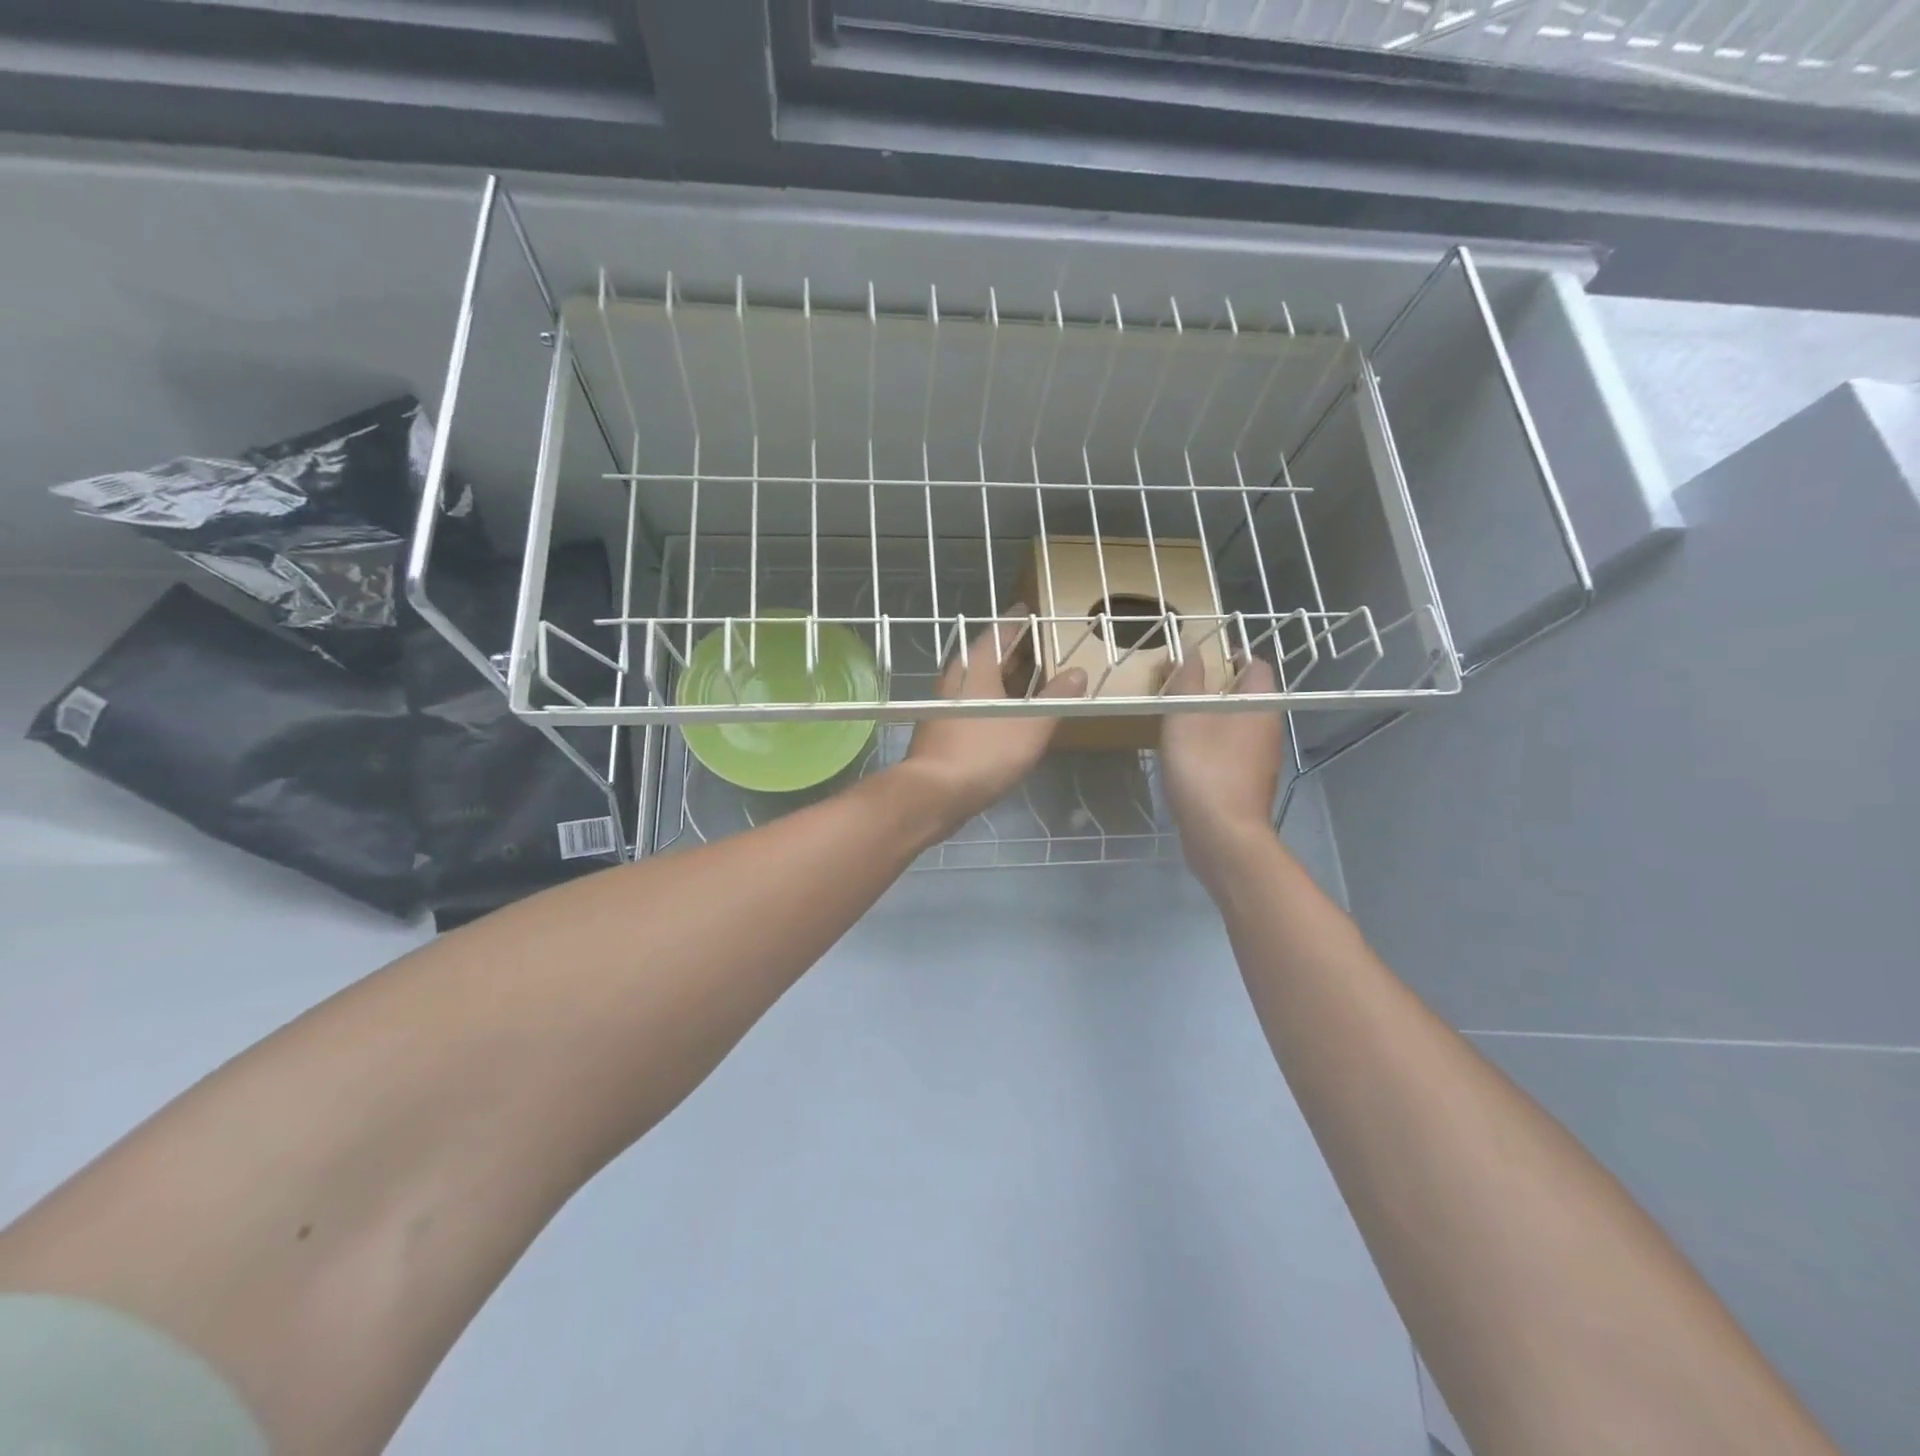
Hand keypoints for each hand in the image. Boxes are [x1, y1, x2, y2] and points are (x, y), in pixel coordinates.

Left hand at [900, 611, 1087, 833]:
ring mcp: (943, 705)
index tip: (1028, 610)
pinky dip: (989, 701)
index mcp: (976, 668)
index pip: (998, 632)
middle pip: (984, 656)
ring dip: (999, 678)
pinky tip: (1003, 716)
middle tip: (1034, 645)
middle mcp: (955, 679)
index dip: (1015, 621)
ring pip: (976, 681)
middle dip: (1009, 650)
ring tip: (1024, 680)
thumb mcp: (1031, 725)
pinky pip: (970, 703)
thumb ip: (1056, 698)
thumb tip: (1078, 672)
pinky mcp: (939, 729)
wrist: (933, 794)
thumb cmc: (985, 752)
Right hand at [1159, 655, 1285, 879]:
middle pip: (1246, 695)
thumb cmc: (1205, 767)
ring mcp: (1261, 759)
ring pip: (1237, 725)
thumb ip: (1187, 681)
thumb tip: (1191, 652)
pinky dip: (1211, 745)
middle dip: (1215, 687)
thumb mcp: (1185, 716)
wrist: (1222, 835)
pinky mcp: (1248, 783)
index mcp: (1260, 705)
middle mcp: (1269, 728)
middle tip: (1180, 688)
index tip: (1201, 658)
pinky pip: (1231, 751)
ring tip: (1177, 720)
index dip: (1231, 655)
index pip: (1256, 665)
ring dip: (1210, 718)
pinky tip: (1186, 756)